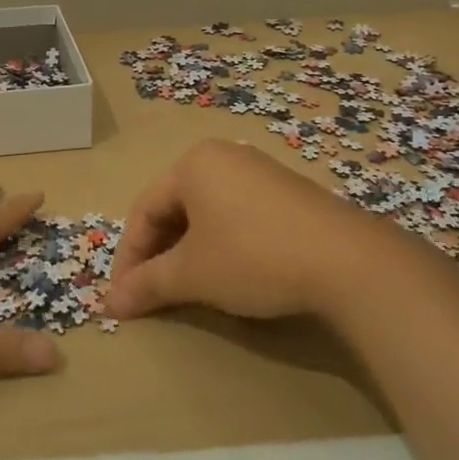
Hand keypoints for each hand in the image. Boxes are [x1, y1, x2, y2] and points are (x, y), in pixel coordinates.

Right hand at [106, 139, 407, 321]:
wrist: (350, 261)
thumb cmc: (254, 256)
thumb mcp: (193, 274)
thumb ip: (147, 285)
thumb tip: (109, 304)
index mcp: (192, 164)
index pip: (143, 210)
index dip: (129, 256)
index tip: (123, 296)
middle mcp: (223, 156)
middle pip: (174, 207)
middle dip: (158, 253)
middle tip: (151, 293)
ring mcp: (259, 170)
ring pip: (206, 211)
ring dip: (188, 250)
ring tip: (187, 286)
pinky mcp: (288, 191)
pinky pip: (237, 213)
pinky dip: (221, 243)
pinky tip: (229, 271)